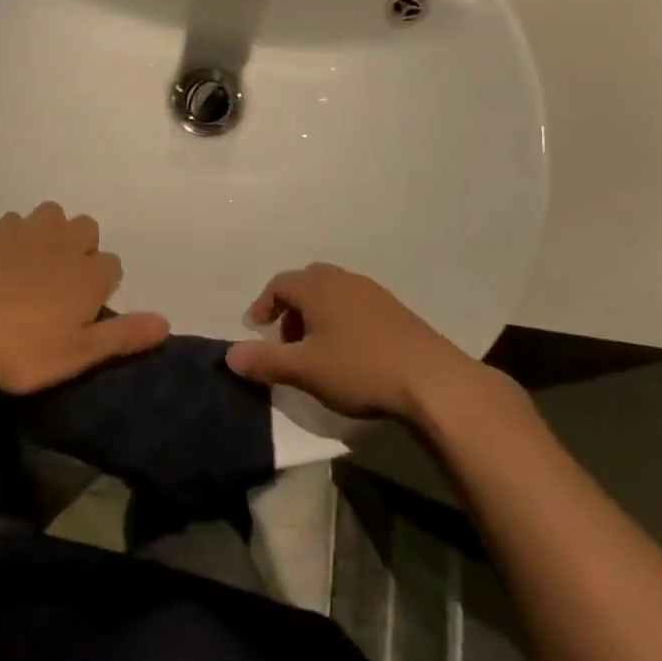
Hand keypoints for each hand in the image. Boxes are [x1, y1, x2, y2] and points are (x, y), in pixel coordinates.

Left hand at [0, 203, 169, 393]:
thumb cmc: (21, 351)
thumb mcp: (78, 355)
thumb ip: (123, 336)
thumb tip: (167, 322)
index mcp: (89, 275)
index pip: (113, 265)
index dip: (102, 286)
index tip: (84, 310)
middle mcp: (65, 244)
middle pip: (87, 228)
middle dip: (82, 249)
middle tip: (62, 285)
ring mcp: (28, 233)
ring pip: (54, 214)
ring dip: (53, 231)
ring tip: (37, 263)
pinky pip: (16, 220)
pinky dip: (17, 233)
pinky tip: (5, 258)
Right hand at [226, 263, 520, 424]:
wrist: (432, 380)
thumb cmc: (359, 369)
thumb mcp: (304, 370)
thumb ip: (265, 361)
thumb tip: (229, 355)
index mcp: (317, 287)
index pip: (279, 284)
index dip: (263, 305)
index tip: (256, 329)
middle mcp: (343, 280)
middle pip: (306, 283)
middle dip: (291, 309)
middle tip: (287, 341)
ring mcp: (373, 293)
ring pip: (333, 293)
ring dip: (317, 316)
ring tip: (317, 351)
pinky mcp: (395, 311)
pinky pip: (356, 305)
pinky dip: (341, 320)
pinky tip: (350, 353)